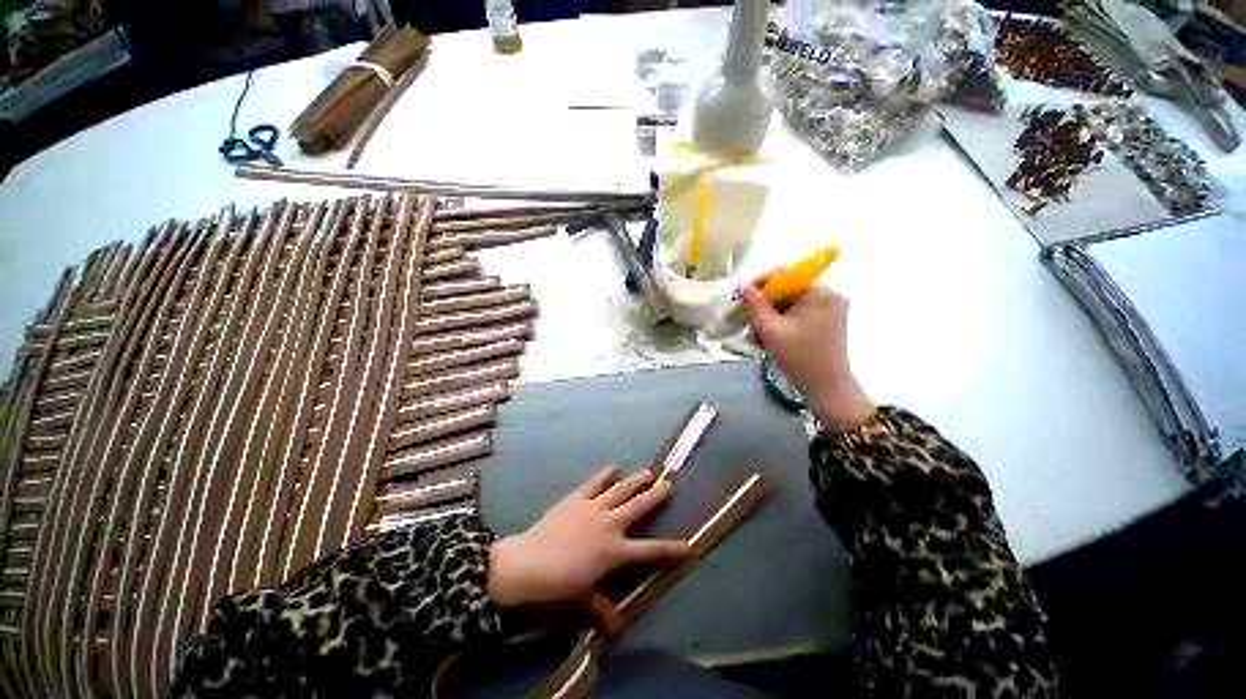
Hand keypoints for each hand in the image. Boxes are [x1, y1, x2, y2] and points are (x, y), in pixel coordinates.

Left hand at [487, 466, 689, 633]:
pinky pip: (593, 483)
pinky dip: (603, 474)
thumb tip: (617, 631)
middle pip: (639, 507)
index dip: (671, 550)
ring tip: (648, 472)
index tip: (688, 545)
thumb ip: (603, 610)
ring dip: (635, 481)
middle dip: (656, 496)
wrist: (527, 564)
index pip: (650, 551)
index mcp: (615, 551)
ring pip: (620, 490)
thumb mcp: (583, 601)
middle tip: (669, 484)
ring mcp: (593, 507)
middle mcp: (610, 524)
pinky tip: (612, 467)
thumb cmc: (559, 586)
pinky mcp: (576, 498)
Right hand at [740, 284, 875, 431]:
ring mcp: (827, 311)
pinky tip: (766, 340)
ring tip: (755, 337)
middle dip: (763, 307)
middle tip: (746, 322)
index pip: (784, 275)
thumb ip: (755, 305)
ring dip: (768, 319)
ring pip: (787, 306)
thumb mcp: (771, 330)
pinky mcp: (823, 323)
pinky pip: (795, 316)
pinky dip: (779, 325)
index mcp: (820, 293)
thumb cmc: (799, 357)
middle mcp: (827, 296)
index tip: (740, 299)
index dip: (759, 284)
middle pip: (785, 291)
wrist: (826, 389)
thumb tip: (741, 286)